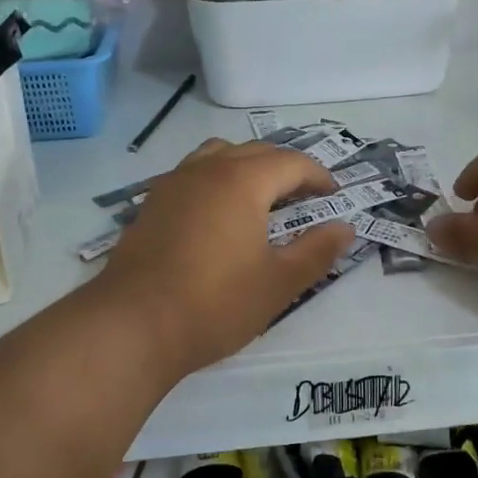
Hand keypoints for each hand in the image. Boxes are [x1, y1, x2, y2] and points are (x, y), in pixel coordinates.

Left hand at [96, 140, 354, 374]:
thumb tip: (345, 228)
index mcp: (242, 181)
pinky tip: (217, 215)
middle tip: (305, 197)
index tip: (335, 197)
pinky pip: (192, 175)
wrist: (132, 325)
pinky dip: (216, 181)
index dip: (319, 176)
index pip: (291, 163)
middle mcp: (206, 170)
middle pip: (254, 152)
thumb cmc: (214, 304)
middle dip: (285, 169)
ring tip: (260, 198)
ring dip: (246, 167)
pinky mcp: (151, 205)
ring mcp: (173, 185)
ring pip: (218, 156)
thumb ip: (316, 251)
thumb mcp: (278, 283)